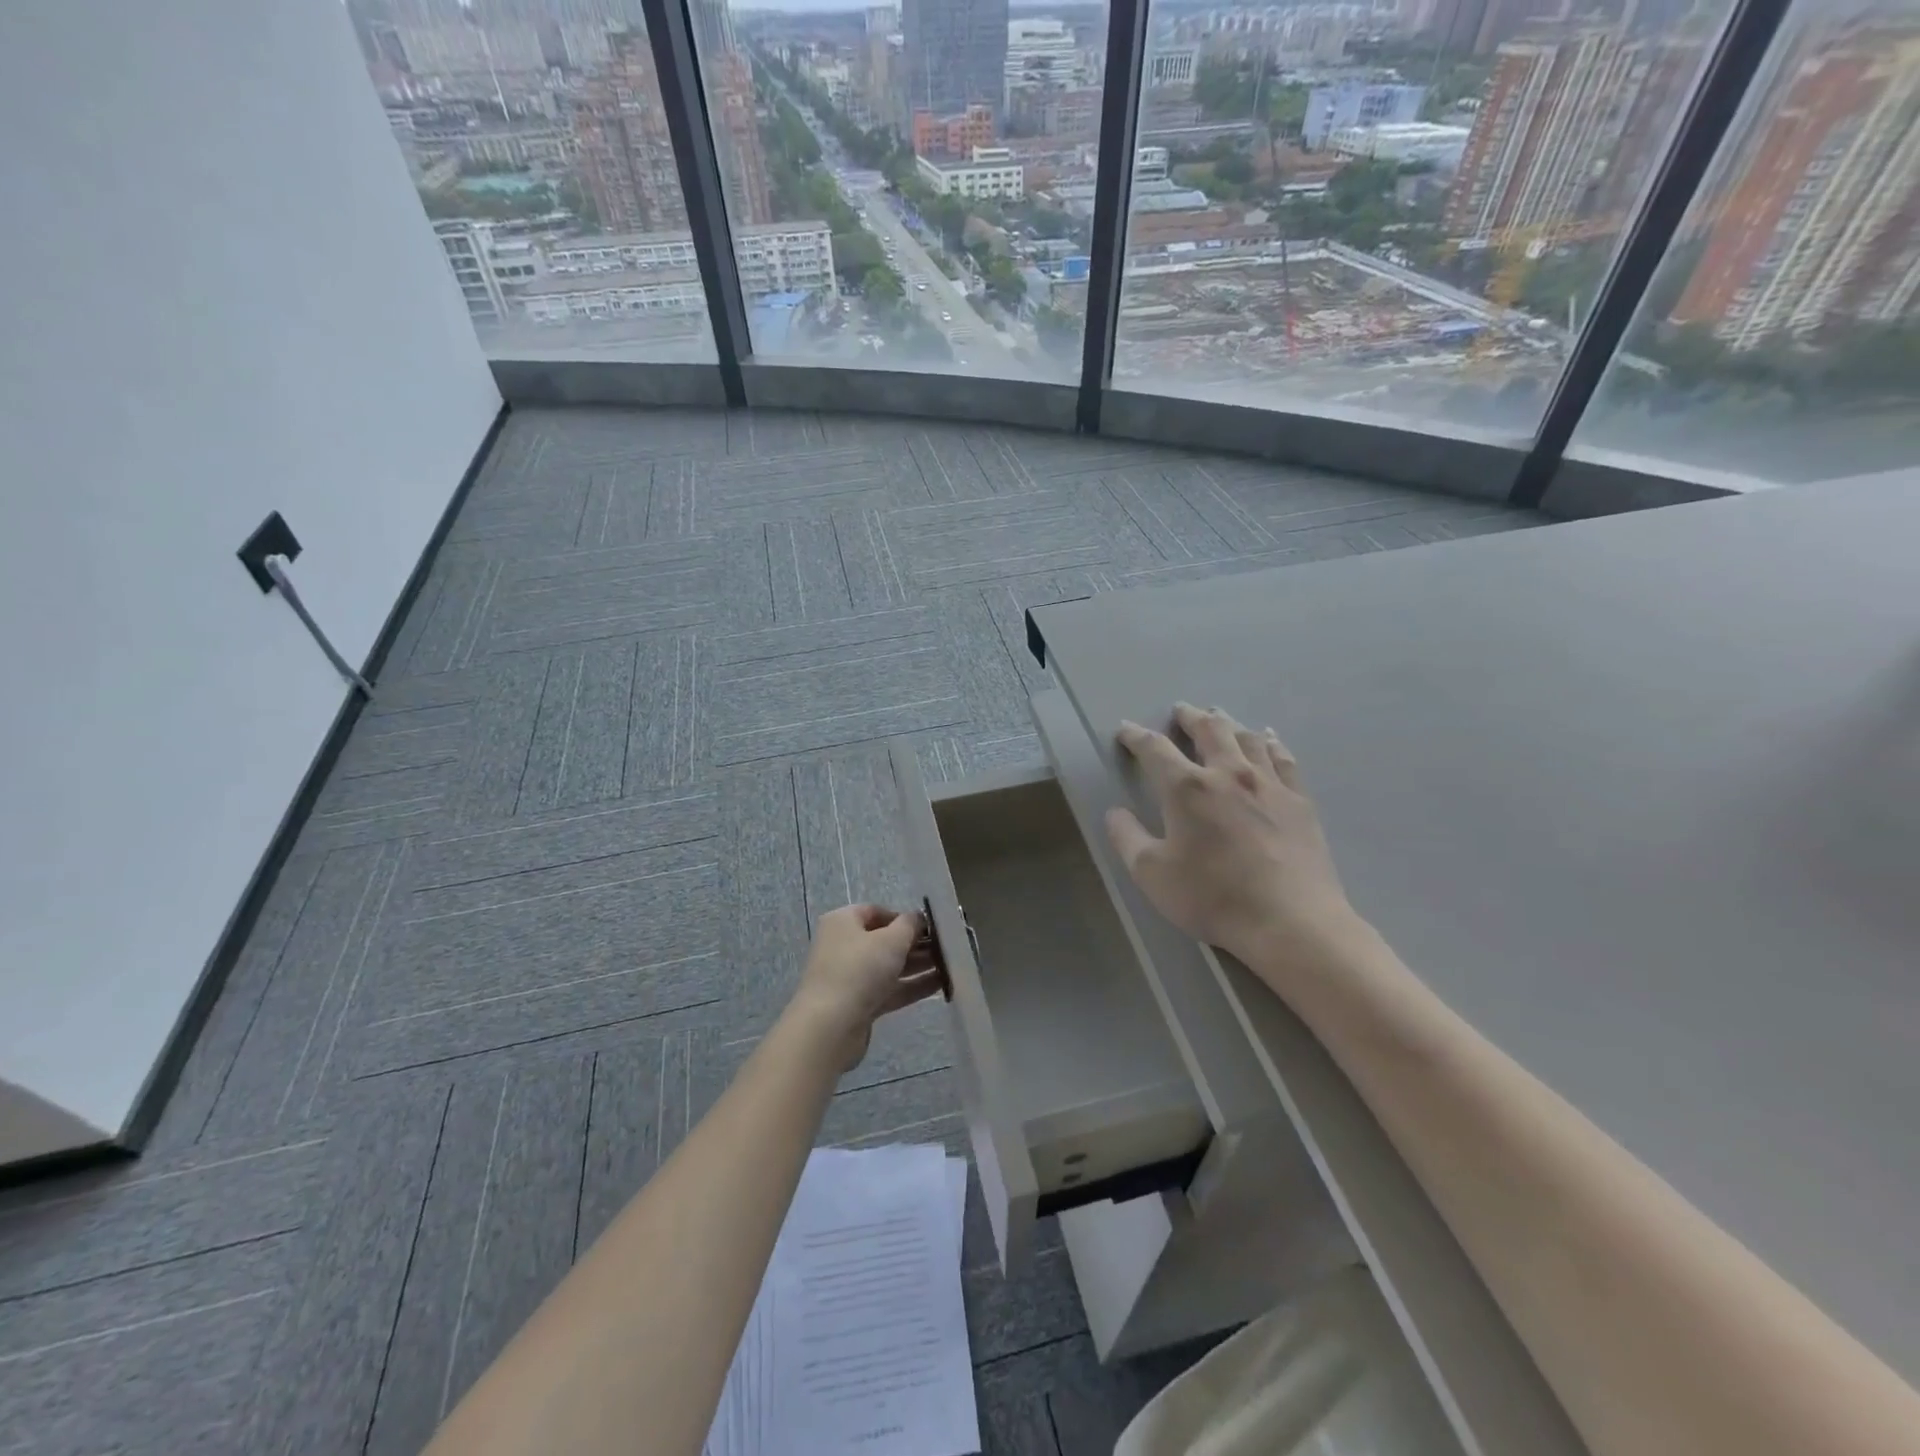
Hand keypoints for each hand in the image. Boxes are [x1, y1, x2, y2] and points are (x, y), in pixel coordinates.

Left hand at [790, 904, 942, 1070]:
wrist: (830, 1027)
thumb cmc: (859, 970)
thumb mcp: (891, 940)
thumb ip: (910, 925)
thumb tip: (918, 918)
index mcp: (843, 922)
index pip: (876, 912)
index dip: (904, 917)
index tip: (929, 927)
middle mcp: (843, 946)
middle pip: (884, 940)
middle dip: (915, 943)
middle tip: (945, 947)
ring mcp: (850, 977)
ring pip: (888, 966)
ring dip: (917, 965)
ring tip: (949, 965)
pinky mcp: (858, 1004)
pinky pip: (889, 989)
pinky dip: (911, 986)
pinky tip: (939, 985)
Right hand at [1105, 704, 1354, 965]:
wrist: (1290, 922)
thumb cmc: (1213, 897)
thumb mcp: (1151, 874)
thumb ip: (1127, 838)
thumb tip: (1115, 812)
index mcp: (1187, 788)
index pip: (1155, 749)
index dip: (1136, 736)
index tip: (1125, 730)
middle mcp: (1228, 773)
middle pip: (1208, 729)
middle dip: (1189, 717)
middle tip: (1179, 711)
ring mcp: (1269, 784)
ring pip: (1246, 737)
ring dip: (1228, 722)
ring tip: (1218, 716)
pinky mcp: (1299, 800)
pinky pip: (1283, 758)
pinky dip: (1270, 742)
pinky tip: (1267, 738)